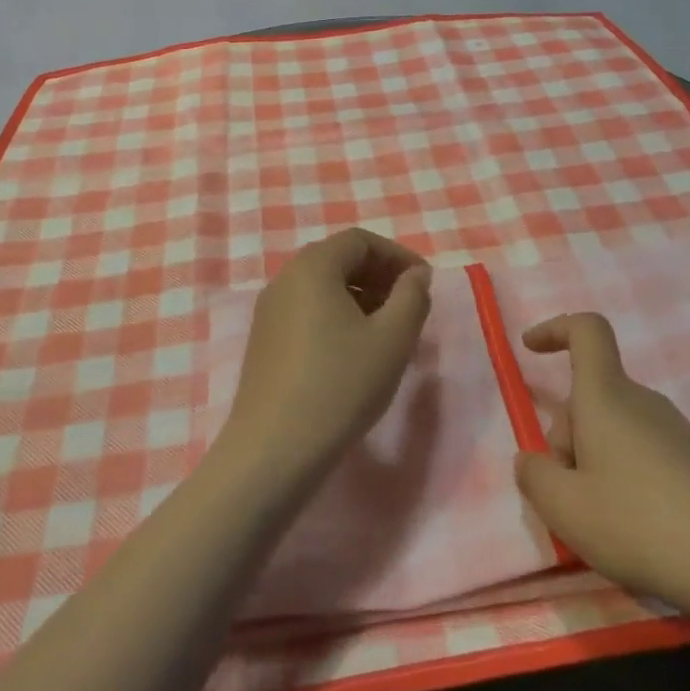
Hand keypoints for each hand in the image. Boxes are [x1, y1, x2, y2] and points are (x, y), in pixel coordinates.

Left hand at [220, 228, 432, 489]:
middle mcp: (285, 279)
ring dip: (360, 298)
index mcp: (313, 266)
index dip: (397, 256)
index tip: (424, 283)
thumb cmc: (340, 385)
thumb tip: (415, 275)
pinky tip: (354, 352)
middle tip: (409, 306)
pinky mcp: (264, 341)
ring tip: (387, 331)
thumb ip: (412, 296)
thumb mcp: (393, 339)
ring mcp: (269, 311)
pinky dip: (337, 317)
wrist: (274, 450)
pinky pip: (307, 311)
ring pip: (323, 288)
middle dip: (379, 276)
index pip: (360, 240)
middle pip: (339, 260)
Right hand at [514, 312, 689, 624]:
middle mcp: (642, 401)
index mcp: (606, 396)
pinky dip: (624, 480)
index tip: (530, 350)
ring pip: (613, 430)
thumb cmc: (642, 526)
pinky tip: (638, 531)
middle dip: (566, 437)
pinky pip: (641, 453)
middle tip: (568, 497)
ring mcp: (674, 431)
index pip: (586, 331)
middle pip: (590, 397)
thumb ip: (534, 476)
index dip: (555, 329)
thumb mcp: (566, 510)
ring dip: (593, 463)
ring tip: (603, 523)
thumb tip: (531, 460)